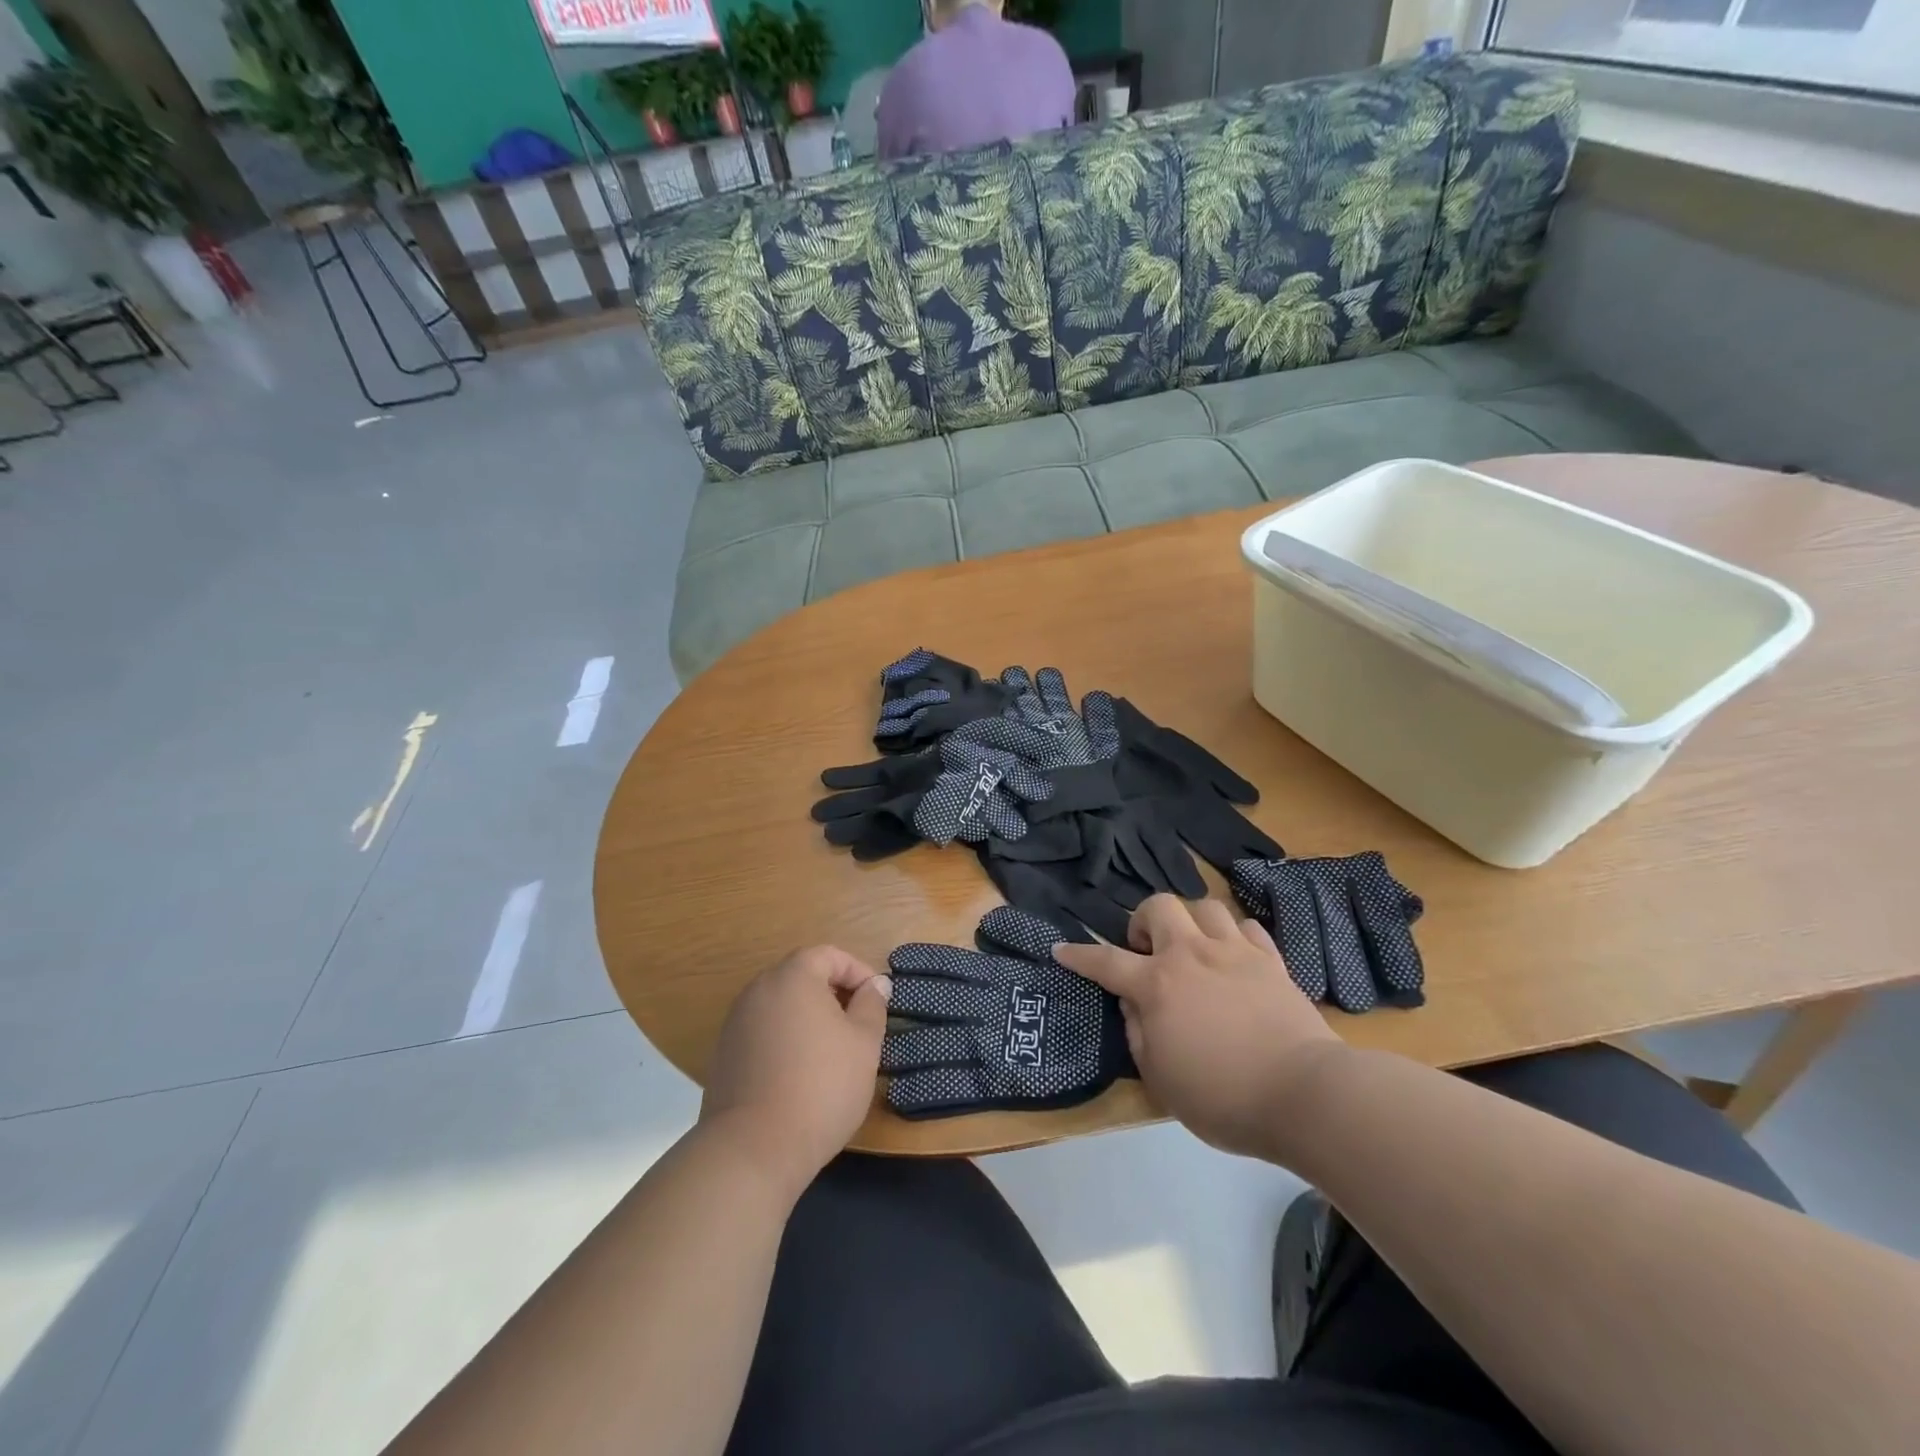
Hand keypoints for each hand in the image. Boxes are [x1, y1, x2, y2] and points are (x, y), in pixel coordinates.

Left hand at [699, 947, 890, 1196]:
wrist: (752, 1150)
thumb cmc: (820, 1087)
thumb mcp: (864, 1044)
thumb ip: (872, 1005)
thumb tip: (875, 984)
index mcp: (792, 977)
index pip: (829, 955)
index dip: (858, 972)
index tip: (877, 1002)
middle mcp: (758, 990)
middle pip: (802, 977)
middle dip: (834, 995)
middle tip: (858, 1027)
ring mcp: (735, 1023)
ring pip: (782, 1006)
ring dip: (809, 1019)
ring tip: (832, 1053)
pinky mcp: (723, 1055)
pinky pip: (763, 1032)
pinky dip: (786, 1041)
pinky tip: (800, 1075)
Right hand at [1054, 895, 1344, 1162]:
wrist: (1303, 1095)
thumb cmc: (1222, 1096)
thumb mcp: (1160, 1077)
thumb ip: (1138, 1032)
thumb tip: (1133, 1002)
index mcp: (1158, 984)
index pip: (1106, 961)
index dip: (1080, 955)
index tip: (1061, 950)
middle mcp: (1192, 955)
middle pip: (1160, 906)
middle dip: (1144, 921)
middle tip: (1148, 953)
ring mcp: (1235, 953)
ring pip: (1205, 907)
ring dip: (1191, 923)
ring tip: (1193, 951)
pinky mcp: (1272, 961)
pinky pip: (1247, 929)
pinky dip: (1234, 937)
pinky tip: (1234, 959)